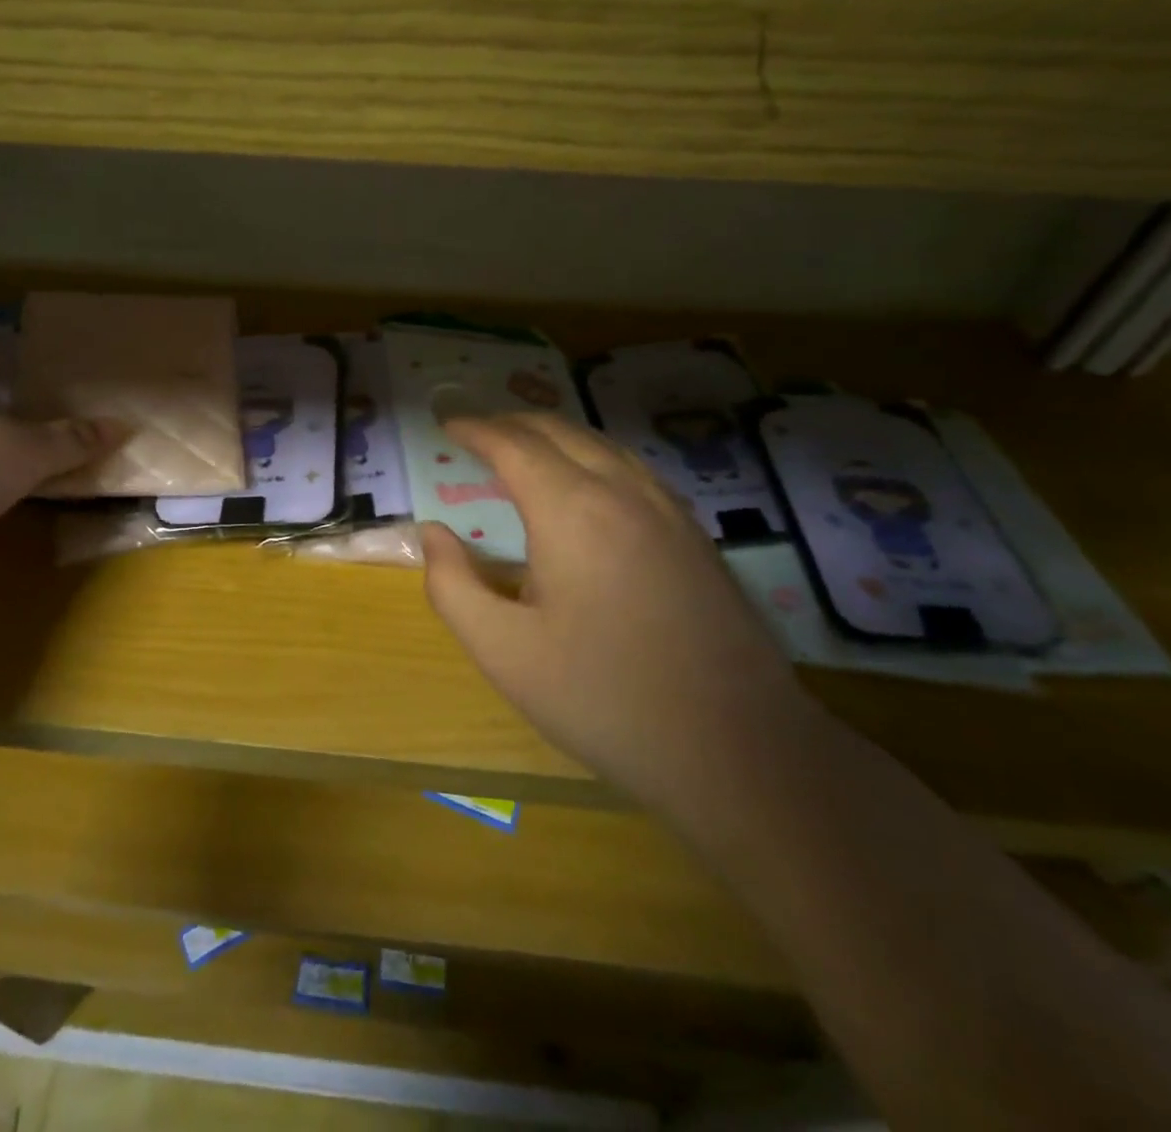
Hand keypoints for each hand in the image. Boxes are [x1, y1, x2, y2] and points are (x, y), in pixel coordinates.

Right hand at [421, 414, 810, 813]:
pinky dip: (595, 456)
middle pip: (560, 432)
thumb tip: (432, 535)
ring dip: (556, 435)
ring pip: (603, 445)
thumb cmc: (604, 698)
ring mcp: (668, 511)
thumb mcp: (503, 652)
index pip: (513, 445)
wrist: (737, 749)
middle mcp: (623, 492)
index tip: (446, 423)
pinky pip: (634, 470)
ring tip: (524, 448)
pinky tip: (590, 484)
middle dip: (512, 422)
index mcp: (571, 510)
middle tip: (477, 431)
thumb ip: (452, 586)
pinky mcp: (696, 536)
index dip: (475, 428)